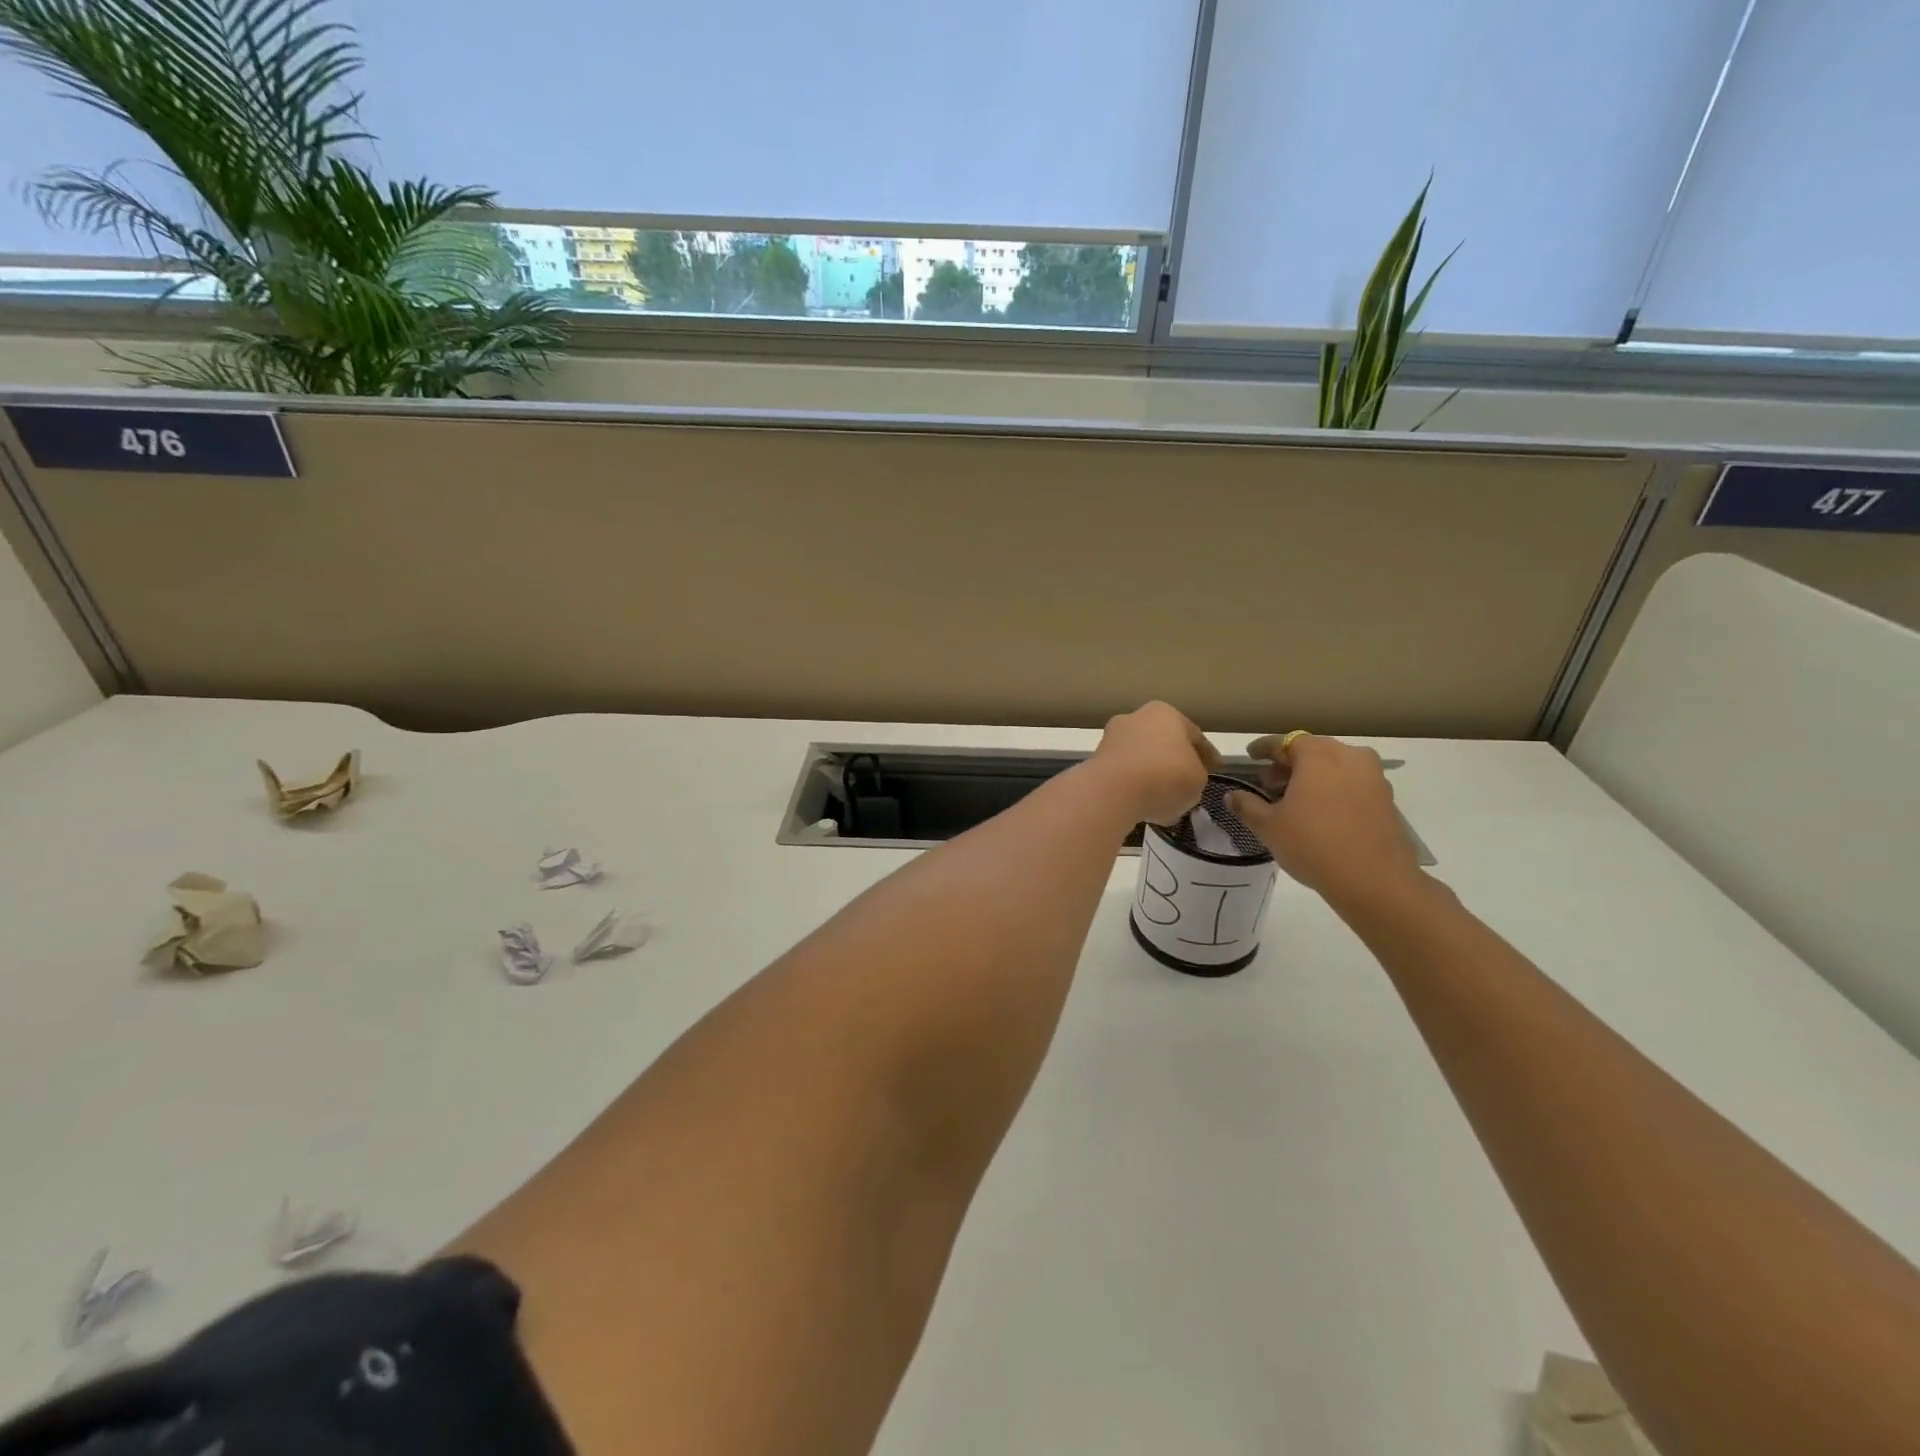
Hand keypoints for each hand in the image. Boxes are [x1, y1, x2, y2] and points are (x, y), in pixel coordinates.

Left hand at [1088, 702, 1218, 825]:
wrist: (1112, 790)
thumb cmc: (1165, 776)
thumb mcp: (1198, 779)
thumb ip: (1196, 775)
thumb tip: (1184, 779)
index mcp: (1166, 713)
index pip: (1194, 735)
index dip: (1207, 754)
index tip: (1216, 769)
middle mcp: (1136, 718)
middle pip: (1164, 742)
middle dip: (1175, 760)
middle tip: (1188, 782)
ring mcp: (1112, 737)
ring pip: (1141, 757)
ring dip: (1152, 773)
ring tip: (1165, 797)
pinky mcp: (1095, 759)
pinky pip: (1124, 773)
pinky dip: (1134, 785)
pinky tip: (1144, 803)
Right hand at [1225, 734, 1423, 907]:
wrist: (1375, 881)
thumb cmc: (1313, 844)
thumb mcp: (1269, 826)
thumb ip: (1247, 806)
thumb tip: (1232, 796)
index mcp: (1318, 755)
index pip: (1284, 741)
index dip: (1263, 748)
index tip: (1251, 756)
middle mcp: (1349, 756)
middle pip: (1312, 751)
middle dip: (1288, 764)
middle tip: (1268, 782)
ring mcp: (1373, 777)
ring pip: (1335, 766)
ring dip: (1312, 776)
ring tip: (1292, 799)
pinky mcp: (1386, 799)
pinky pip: (1352, 783)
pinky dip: (1332, 789)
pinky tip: (1319, 812)